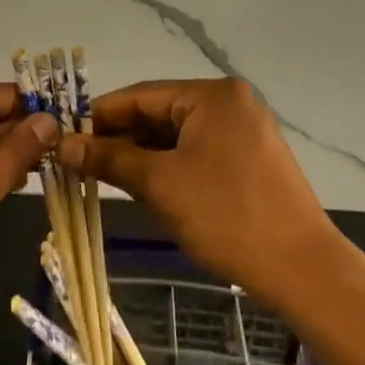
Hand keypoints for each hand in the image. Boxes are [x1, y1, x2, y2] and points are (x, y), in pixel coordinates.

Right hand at [58, 78, 341, 309]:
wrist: (302, 269)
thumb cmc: (227, 216)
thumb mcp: (161, 184)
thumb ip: (110, 158)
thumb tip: (62, 145)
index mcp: (212, 95)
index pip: (141, 95)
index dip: (99, 116)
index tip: (63, 136)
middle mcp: (230, 102)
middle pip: (159, 113)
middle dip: (119, 137)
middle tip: (77, 161)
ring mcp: (243, 130)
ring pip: (176, 134)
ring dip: (140, 153)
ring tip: (100, 174)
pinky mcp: (249, 158)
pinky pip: (196, 151)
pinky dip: (167, 165)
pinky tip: (139, 182)